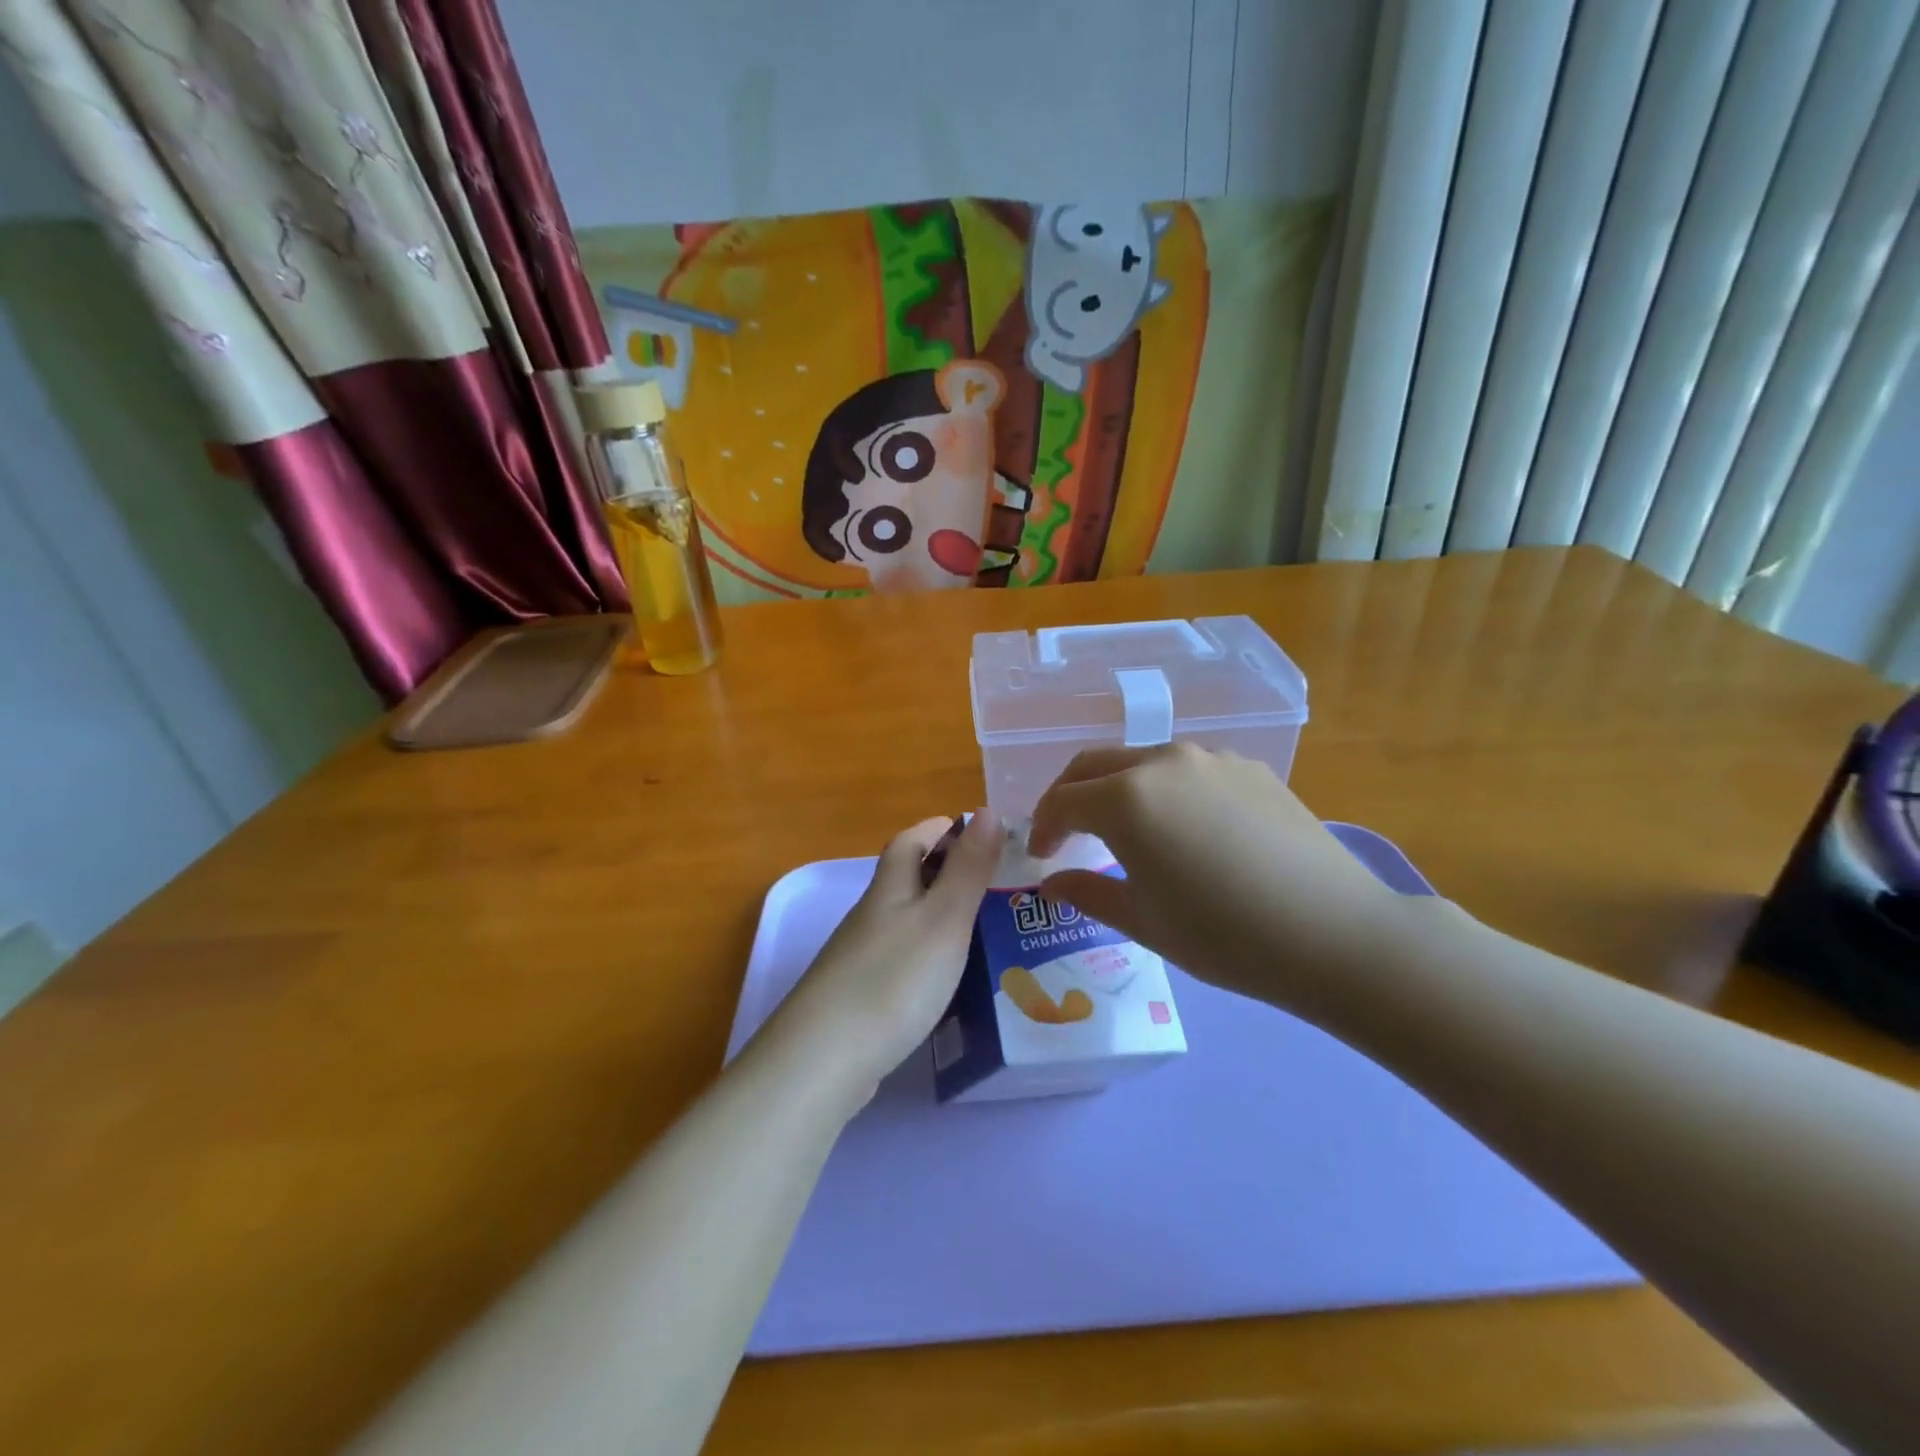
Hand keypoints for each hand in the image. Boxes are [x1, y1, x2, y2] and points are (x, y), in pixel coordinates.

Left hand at [765, 812, 999, 1103]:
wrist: (824, 1059)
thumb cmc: (893, 979)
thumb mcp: (943, 918)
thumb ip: (967, 868)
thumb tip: (986, 810)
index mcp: (889, 888)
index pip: (911, 840)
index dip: (941, 828)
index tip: (979, 830)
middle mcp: (871, 915)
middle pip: (907, 879)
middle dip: (947, 872)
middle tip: (997, 884)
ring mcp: (861, 957)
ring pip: (906, 921)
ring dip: (941, 916)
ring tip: (987, 931)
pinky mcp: (860, 996)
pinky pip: (902, 959)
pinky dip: (929, 956)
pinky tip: (949, 980)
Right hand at [1029, 745, 1412, 1018]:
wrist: (1335, 934)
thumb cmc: (1224, 936)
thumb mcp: (1144, 922)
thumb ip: (1089, 892)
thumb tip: (1053, 880)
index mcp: (1126, 798)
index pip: (1063, 800)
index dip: (1043, 827)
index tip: (1041, 855)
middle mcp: (1163, 762)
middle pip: (1095, 765)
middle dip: (1069, 795)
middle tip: (1066, 832)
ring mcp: (1212, 759)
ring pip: (1143, 761)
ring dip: (1118, 789)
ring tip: (1126, 831)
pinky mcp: (1250, 768)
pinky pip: (1190, 770)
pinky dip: (1166, 790)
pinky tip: (1186, 829)